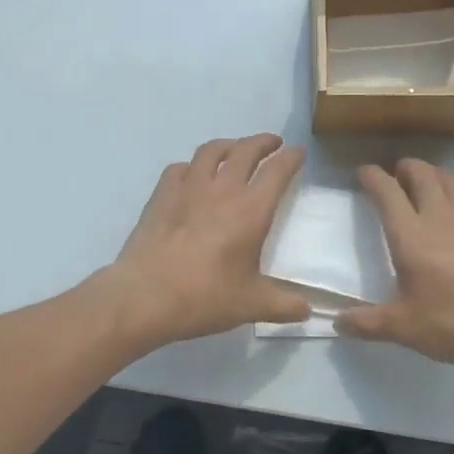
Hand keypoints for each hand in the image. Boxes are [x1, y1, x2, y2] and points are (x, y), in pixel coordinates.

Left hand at [105, 134, 310, 346]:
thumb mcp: (252, 305)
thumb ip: (284, 306)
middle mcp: (222, 189)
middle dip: (262, 142)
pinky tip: (192, 175)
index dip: (291, 158)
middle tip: (272, 144)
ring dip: (228, 145)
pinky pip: (180, 168)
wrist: (146, 296)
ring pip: (211, 151)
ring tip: (235, 150)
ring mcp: (188, 188)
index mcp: (251, 210)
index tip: (298, 152)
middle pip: (245, 150)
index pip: (277, 171)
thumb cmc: (205, 297)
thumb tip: (307, 311)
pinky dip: (192, 166)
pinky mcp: (161, 195)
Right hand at [337, 160, 453, 377]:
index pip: (387, 191)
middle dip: (404, 168)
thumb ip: (367, 323)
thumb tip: (337, 322)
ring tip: (422, 186)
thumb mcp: (406, 329)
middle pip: (421, 173)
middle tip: (394, 176)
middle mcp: (441, 217)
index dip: (372, 177)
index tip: (363, 173)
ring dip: (430, 175)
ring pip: (448, 179)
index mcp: (412, 236)